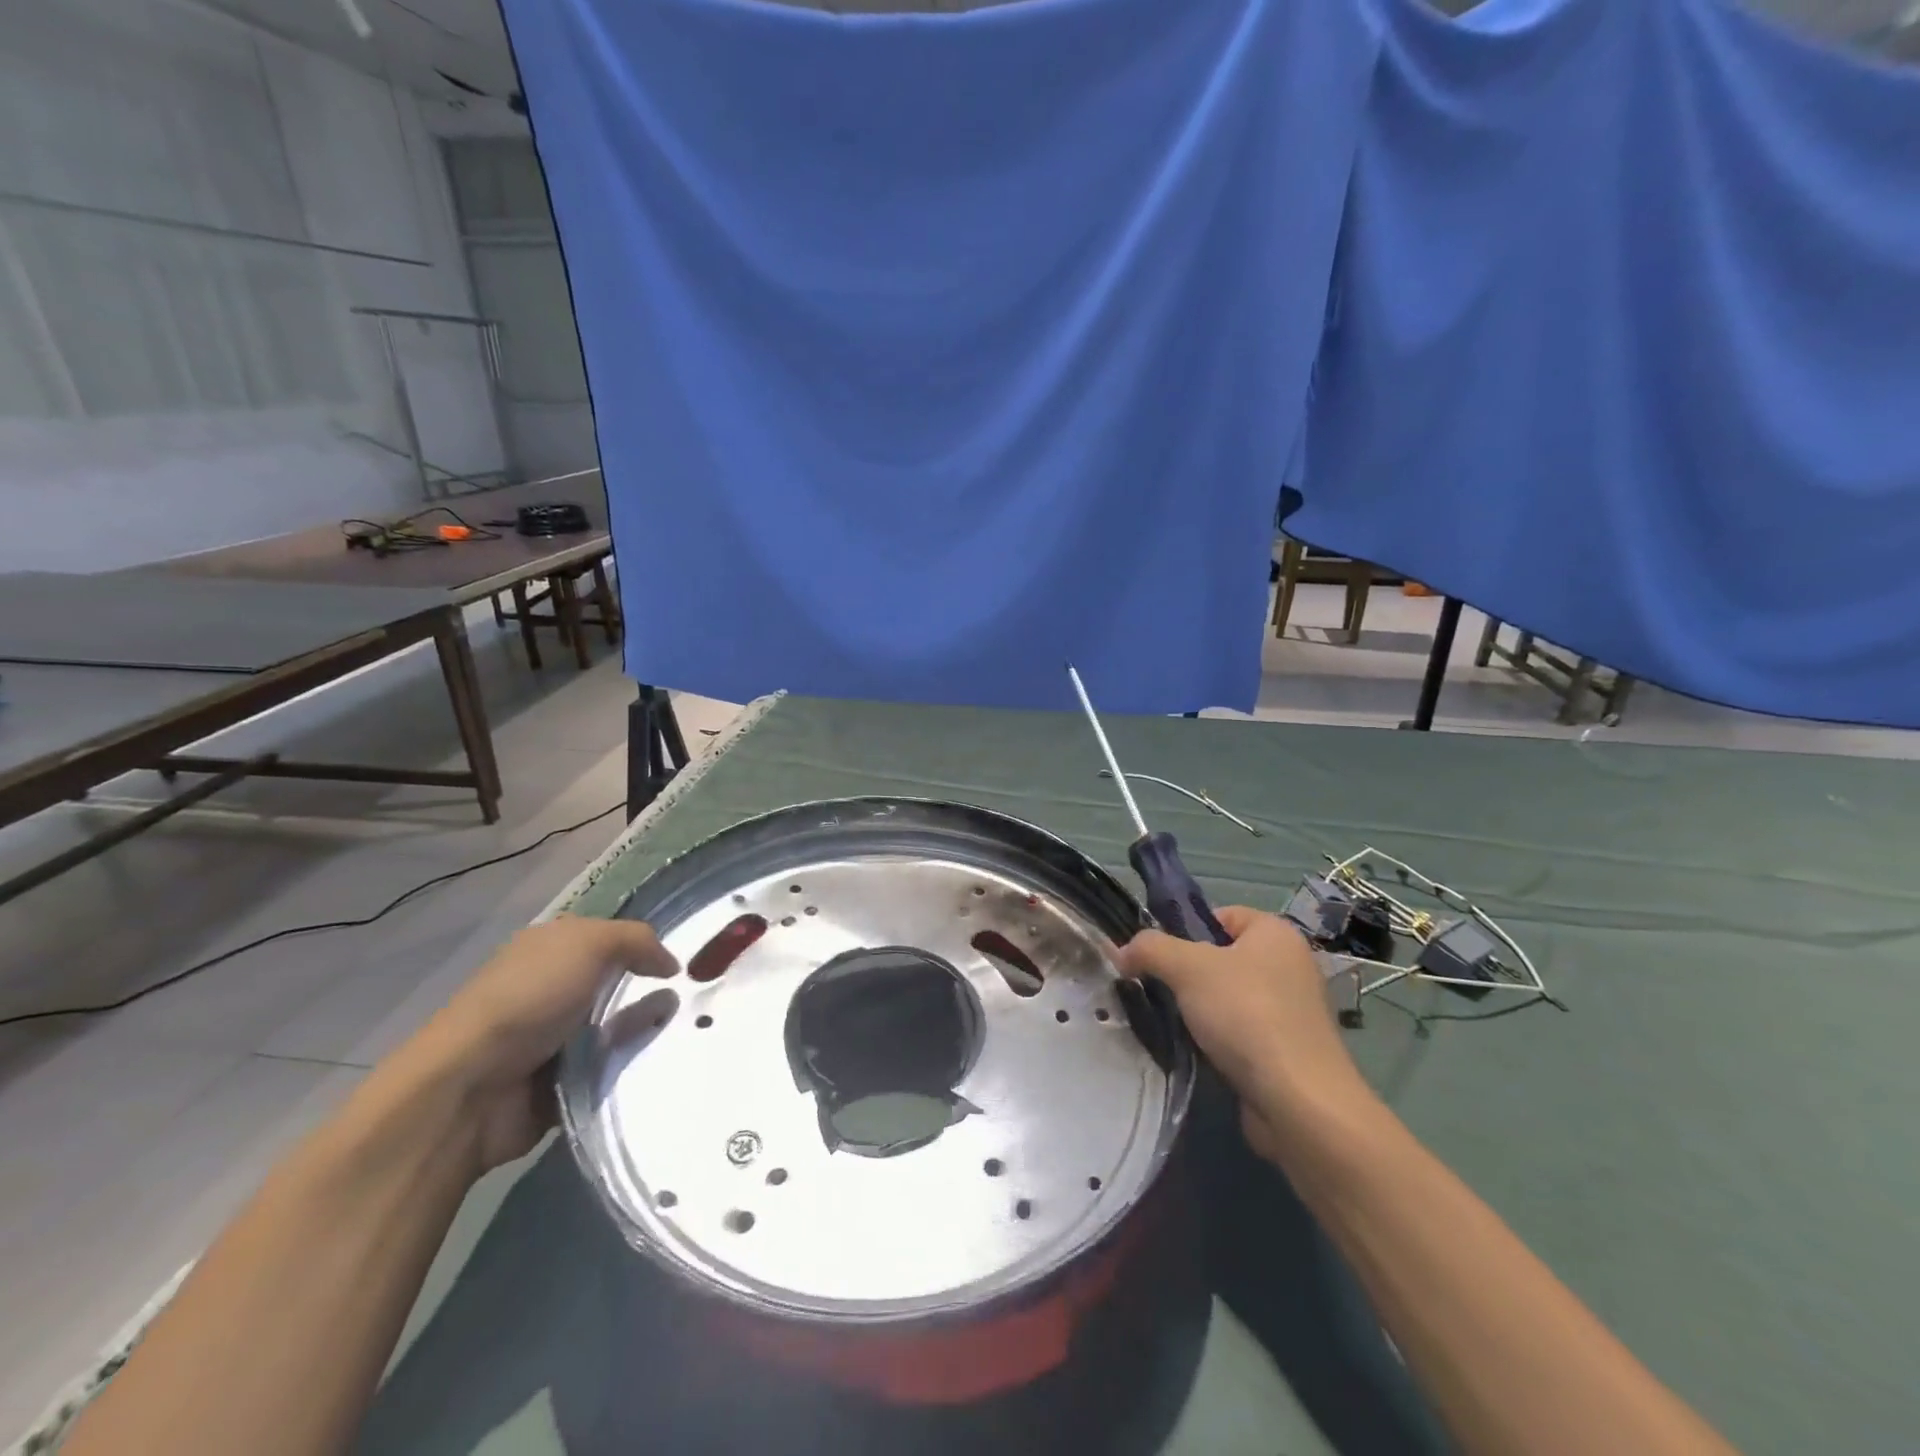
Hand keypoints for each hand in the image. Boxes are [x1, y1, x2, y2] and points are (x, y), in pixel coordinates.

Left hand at [406, 916, 677, 1173]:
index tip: (683, 963)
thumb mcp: (589, 944)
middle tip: (695, 1000)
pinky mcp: (561, 1082)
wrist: (471, 1087)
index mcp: (551, 949)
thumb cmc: (530, 998)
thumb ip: (637, 941)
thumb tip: (670, 965)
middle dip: (652, 991)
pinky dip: (629, 1068)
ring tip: (687, 1033)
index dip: (645, 946)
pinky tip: (660, 1064)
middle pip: (618, 984)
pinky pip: (609, 1070)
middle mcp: (553, 988)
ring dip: (644, 1031)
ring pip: (618, 1028)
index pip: (610, 939)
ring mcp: (555, 1037)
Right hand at [1118, 906, 1363, 1161]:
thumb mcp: (1187, 968)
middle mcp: (1290, 965)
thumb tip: (1121, 951)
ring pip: (1228, 997)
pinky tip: (1198, 1051)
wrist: (1299, 1103)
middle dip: (1187, 974)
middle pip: (1222, 957)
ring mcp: (1292, 1011)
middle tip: (1159, 990)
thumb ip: (1150, 949)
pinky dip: (1218, 1039)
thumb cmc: (1247, 1015)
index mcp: (1276, 933)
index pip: (1221, 915)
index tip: (1159, 957)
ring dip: (1199, 1010)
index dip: (1186, 930)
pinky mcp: (1288, 1051)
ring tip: (1173, 1023)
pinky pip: (1241, 1032)